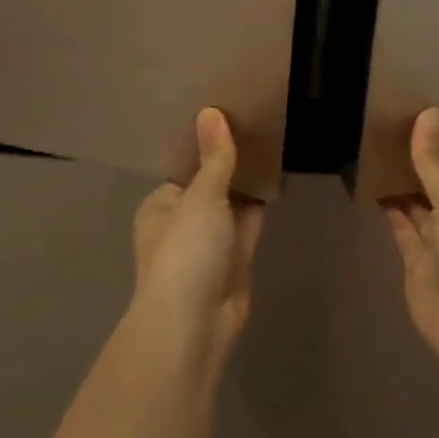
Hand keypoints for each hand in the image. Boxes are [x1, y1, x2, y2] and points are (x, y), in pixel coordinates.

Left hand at [131, 108, 265, 366]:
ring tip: (272, 140)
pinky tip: (276, 177)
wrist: (194, 325)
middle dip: (231, 162)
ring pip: (232, 204)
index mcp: (162, 204)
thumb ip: (214, 158)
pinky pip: (248, 223)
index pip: (187, 167)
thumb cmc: (186, 252)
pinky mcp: (235, 260)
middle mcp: (183, 221)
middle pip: (211, 184)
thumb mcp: (201, 197)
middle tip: (259, 121)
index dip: (209, 143)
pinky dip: (260, 204)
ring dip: (248, 182)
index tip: (232, 113)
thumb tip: (210, 111)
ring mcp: (210, 243)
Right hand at [386, 108, 438, 382]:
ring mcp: (438, 245)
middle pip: (434, 188)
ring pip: (415, 208)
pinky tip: (371, 187)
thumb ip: (433, 162)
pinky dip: (389, 211)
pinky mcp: (415, 265)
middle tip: (383, 130)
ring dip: (398, 186)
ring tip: (371, 151)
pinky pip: (401, 230)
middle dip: (414, 167)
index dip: (436, 148)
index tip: (411, 119)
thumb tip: (429, 111)